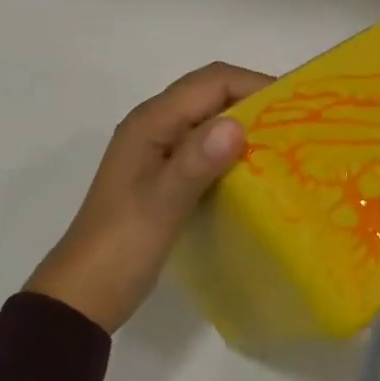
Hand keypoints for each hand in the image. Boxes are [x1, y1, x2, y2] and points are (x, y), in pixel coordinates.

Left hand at [26, 63, 270, 331]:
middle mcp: (155, 125)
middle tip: (296, 124)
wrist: (82, 298)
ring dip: (247, 124)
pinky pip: (208, 146)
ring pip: (212, 119)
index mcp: (151, 122)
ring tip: (286, 143)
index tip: (294, 105)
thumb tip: (237, 125)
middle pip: (213, 94)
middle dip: (255, 100)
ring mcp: (160, 150)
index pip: (211, 82)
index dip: (254, 84)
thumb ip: (196, 163)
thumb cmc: (120, 247)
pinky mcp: (167, 173)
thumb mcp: (160, 205)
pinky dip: (235, 148)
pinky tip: (259, 169)